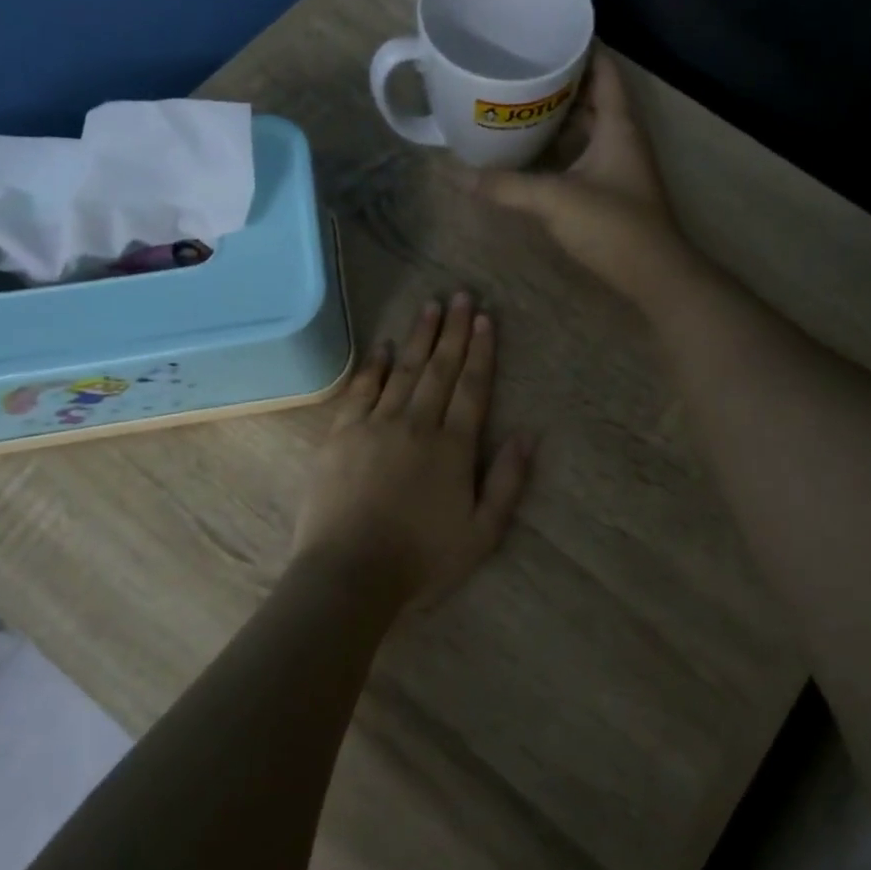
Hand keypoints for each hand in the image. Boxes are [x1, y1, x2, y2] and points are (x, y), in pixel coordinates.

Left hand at [289, 293, 533, 608]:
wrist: (349, 574)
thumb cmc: (422, 560)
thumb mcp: (482, 534)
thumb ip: (508, 482)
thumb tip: (528, 434)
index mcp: (453, 447)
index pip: (472, 387)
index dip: (481, 351)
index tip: (485, 318)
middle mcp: (417, 424)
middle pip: (440, 369)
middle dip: (453, 331)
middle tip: (461, 295)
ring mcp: (375, 426)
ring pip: (404, 371)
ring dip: (420, 337)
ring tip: (431, 307)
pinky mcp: (342, 435)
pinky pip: (361, 390)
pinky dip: (375, 366)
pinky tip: (385, 347)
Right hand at [471, 55, 697, 306]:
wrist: (654, 276)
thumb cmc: (613, 226)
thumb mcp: (554, 200)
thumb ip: (505, 186)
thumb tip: (454, 173)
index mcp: (618, 123)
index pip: (603, 67)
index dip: (579, 46)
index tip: (543, 33)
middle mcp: (621, 136)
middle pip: (592, 94)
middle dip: (559, 79)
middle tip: (518, 67)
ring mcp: (618, 164)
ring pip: (587, 126)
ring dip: (558, 114)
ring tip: (517, 101)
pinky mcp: (612, 189)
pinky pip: (583, 152)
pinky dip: (561, 145)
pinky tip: (531, 150)